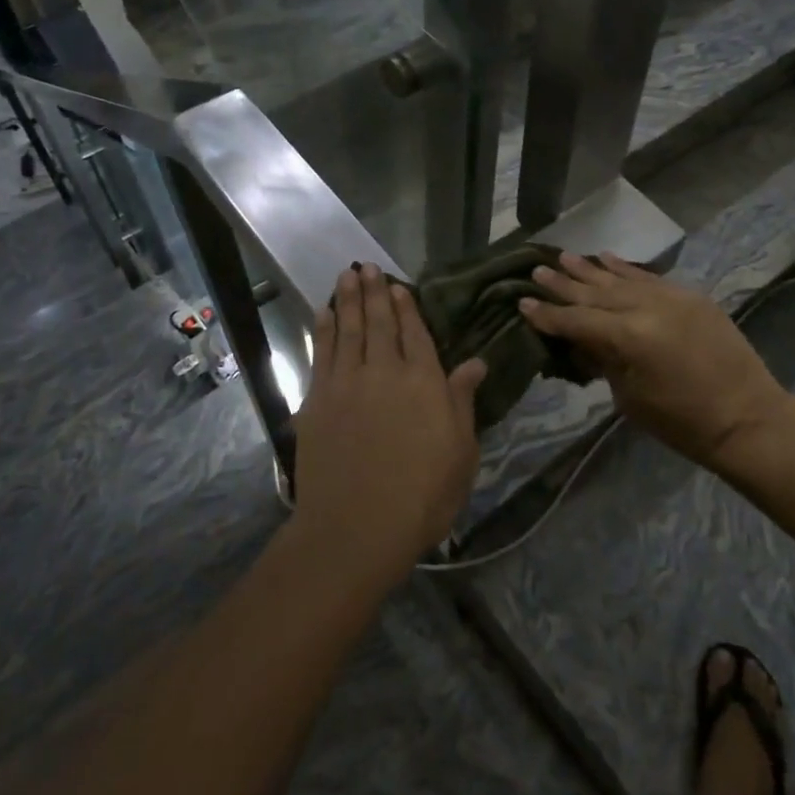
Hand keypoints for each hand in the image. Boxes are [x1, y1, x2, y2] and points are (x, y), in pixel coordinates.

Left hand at [289, 264, 486, 587]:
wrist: (357, 528)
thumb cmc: (422, 496)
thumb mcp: (460, 452)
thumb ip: (462, 401)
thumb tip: (476, 362)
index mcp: (424, 383)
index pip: (416, 334)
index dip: (407, 307)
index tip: (398, 286)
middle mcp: (385, 372)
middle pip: (380, 324)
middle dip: (374, 292)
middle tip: (366, 266)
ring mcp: (347, 384)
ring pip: (349, 330)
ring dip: (348, 301)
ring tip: (346, 275)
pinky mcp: (318, 400)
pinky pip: (321, 354)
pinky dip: (323, 329)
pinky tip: (325, 313)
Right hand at [520, 253, 789, 472]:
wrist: (747, 417)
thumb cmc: (682, 422)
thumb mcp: (629, 398)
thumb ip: (602, 361)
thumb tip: (580, 340)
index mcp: (628, 337)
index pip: (577, 320)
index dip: (548, 314)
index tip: (523, 301)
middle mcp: (647, 307)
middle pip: (595, 293)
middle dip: (564, 284)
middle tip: (537, 270)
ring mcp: (671, 297)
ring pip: (620, 278)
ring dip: (590, 269)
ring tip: (563, 256)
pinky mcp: (690, 296)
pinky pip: (649, 277)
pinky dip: (626, 268)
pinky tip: (605, 257)